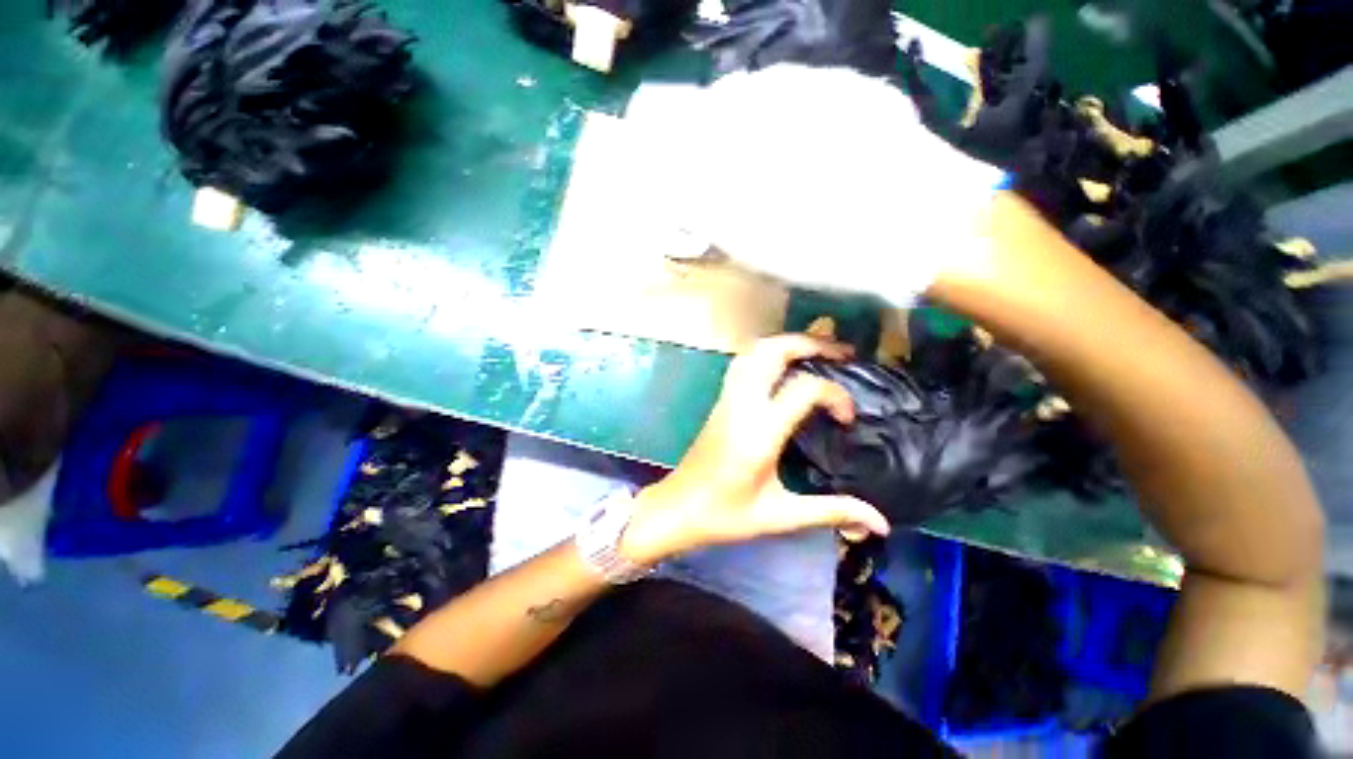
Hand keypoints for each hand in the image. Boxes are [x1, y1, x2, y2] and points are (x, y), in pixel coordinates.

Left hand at [620, 334, 890, 565]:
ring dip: (786, 343)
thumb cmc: (725, 516)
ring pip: (753, 352)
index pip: (803, 389)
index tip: (846, 418)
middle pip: (773, 352)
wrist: (677, 508)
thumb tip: (880, 522)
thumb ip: (831, 512)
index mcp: (760, 432)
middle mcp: (741, 406)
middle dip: (810, 343)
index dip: (835, 395)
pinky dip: (768, 353)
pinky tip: (783, 365)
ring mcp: (727, 399)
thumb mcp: (780, 516)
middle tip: (842, 352)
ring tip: (816, 351)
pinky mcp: (719, 401)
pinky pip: (743, 363)